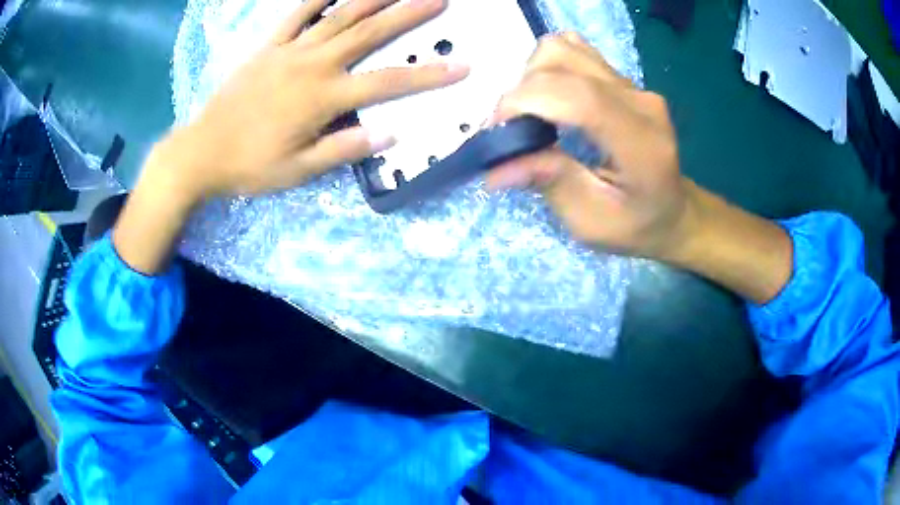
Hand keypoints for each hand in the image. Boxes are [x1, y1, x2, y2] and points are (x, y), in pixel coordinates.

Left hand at [115, 0, 468, 273]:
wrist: (202, 152)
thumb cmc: (251, 165)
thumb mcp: (299, 170)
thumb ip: (345, 148)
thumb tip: (392, 133)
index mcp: (323, 98)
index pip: (388, 83)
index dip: (428, 76)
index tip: (462, 66)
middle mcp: (313, 65)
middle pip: (370, 33)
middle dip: (409, 14)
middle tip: (439, 0)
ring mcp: (290, 50)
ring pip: (339, 15)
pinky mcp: (269, 46)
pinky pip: (296, 14)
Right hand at [486, 33, 689, 259]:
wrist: (672, 211)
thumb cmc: (635, 225)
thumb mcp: (591, 222)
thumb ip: (550, 184)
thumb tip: (496, 167)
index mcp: (641, 144)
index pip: (578, 97)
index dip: (526, 101)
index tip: (495, 129)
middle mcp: (640, 102)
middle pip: (564, 64)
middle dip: (520, 93)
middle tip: (510, 131)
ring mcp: (633, 85)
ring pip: (564, 49)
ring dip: (532, 76)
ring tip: (531, 112)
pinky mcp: (624, 79)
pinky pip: (575, 51)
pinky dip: (549, 67)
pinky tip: (550, 97)